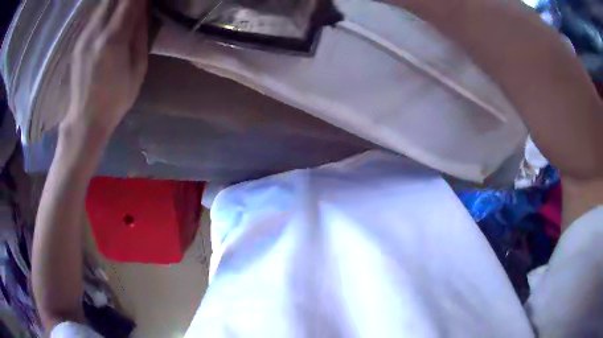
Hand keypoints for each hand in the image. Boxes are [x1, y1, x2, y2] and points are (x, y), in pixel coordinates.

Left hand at [62, 0, 147, 138]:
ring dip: (116, 1)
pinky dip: (107, 7)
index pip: (131, 0)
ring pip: (103, 3)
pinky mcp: (79, 41)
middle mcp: (96, 31)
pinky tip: (112, 13)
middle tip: (137, 2)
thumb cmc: (116, 99)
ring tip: (126, 5)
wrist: (85, 119)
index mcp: (113, 39)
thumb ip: (140, 34)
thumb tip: (143, 9)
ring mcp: (84, 36)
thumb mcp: (138, 68)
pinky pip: (95, 14)